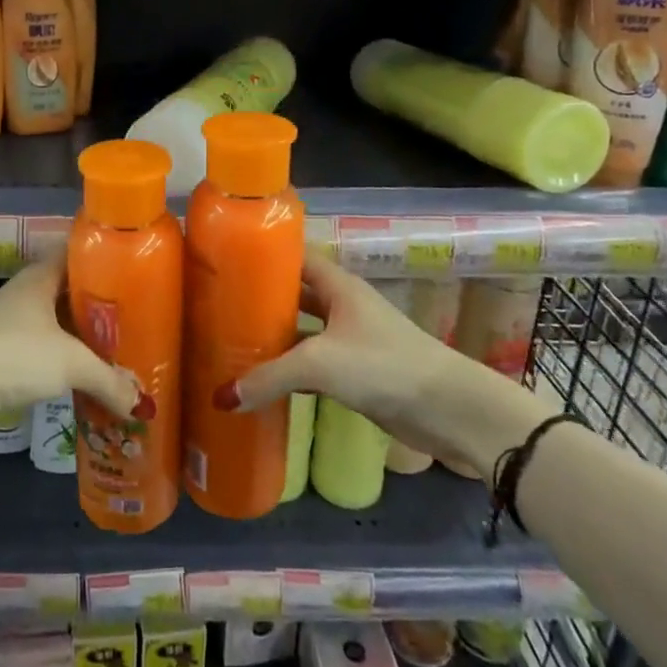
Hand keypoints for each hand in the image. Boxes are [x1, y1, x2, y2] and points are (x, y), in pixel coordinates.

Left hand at [0, 261, 151, 425]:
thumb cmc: (14, 355)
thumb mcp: (71, 364)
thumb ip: (109, 380)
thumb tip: (141, 404)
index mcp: (41, 277)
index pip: (76, 252)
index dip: (104, 257)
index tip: (134, 267)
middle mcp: (27, 293)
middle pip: (70, 290)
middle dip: (100, 303)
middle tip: (136, 315)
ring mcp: (12, 323)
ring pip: (57, 322)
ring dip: (82, 335)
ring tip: (118, 347)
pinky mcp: (4, 353)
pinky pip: (44, 348)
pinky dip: (65, 358)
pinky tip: (85, 374)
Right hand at [213, 256, 543, 474]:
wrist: (449, 410)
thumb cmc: (384, 365)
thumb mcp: (319, 364)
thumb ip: (269, 377)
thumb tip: (221, 398)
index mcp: (338, 286)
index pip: (295, 258)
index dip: (264, 256)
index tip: (226, 262)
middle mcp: (342, 306)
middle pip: (294, 296)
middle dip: (260, 301)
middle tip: (217, 308)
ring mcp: (350, 340)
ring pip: (302, 332)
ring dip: (273, 339)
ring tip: (229, 344)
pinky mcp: (355, 373)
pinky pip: (312, 365)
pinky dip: (288, 371)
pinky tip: (261, 383)